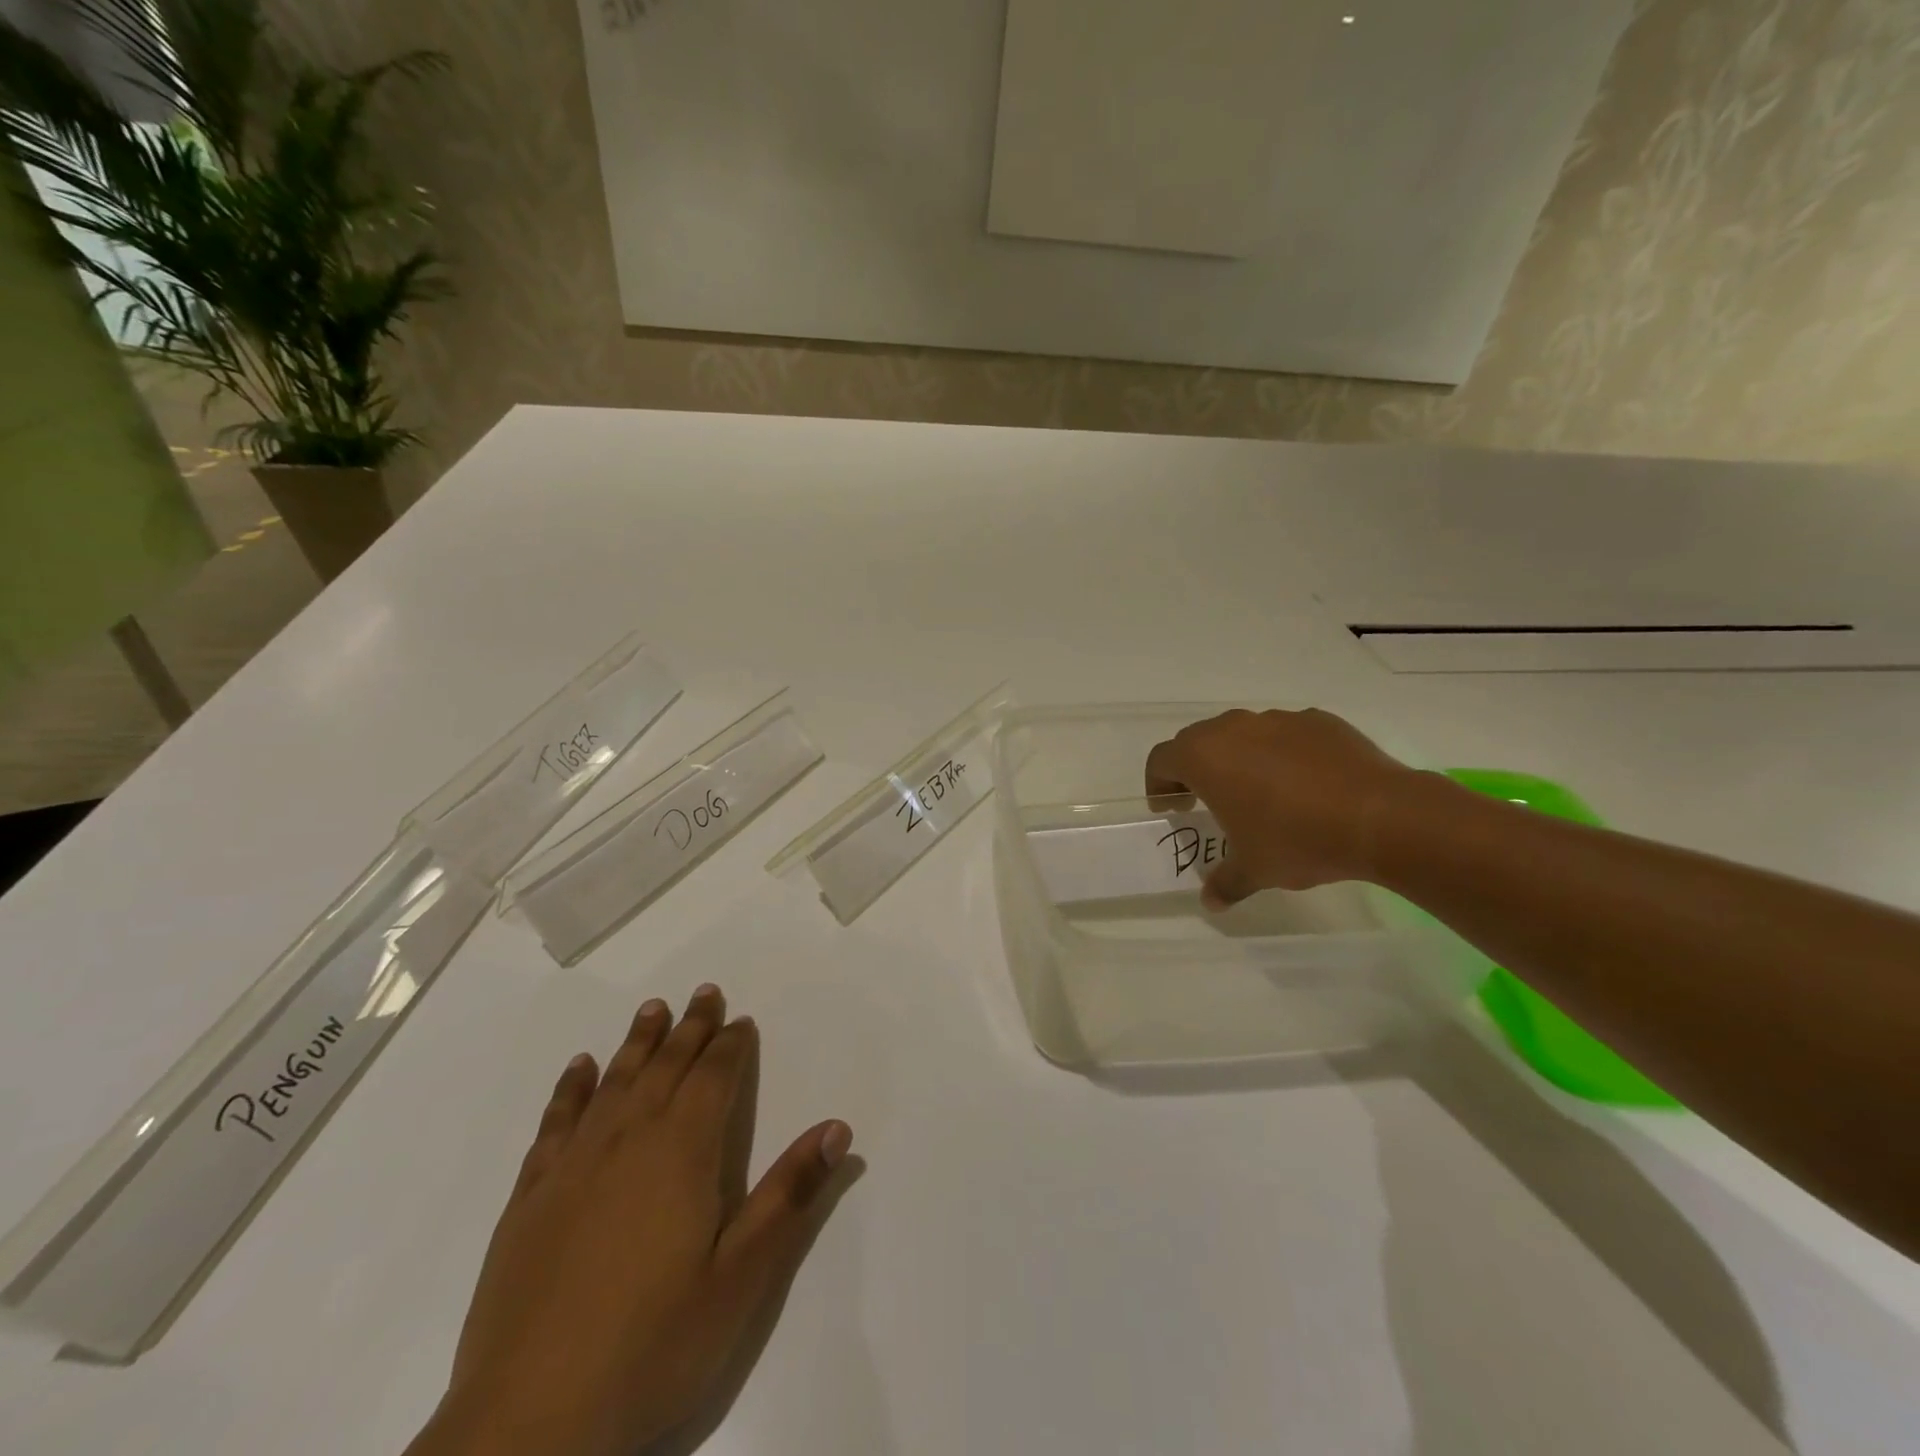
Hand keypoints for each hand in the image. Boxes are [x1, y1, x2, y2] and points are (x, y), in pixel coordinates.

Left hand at [410, 985, 853, 1455]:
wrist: (528, 1426)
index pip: (713, 1077)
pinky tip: (580, 1068)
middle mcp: (629, 1139)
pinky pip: (556, 1121)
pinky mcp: (529, 1198)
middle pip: (666, 1066)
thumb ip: (790, 1194)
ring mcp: (573, 1166)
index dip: (730, 1045)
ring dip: (637, 1042)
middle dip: (690, 1027)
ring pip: (614, 1081)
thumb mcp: (743, 1276)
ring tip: (653, 1009)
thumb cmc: (653, 1345)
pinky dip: (571, 1088)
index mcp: (683, 1151)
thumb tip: (837, 1127)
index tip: (741, 1020)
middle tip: (704, 993)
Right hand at [1144, 708, 1416, 905]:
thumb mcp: (1254, 870)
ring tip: (1260, 793)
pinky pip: (1286, 734)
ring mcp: (1278, 719)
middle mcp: (1234, 728)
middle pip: (1198, 740)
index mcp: (1205, 757)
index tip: (1172, 808)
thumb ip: (1225, 882)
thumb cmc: (1297, 840)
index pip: (1161, 759)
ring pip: (1243, 734)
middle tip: (1207, 800)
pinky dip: (1283, 754)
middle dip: (1195, 768)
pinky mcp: (1317, 720)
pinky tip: (1305, 785)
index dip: (1159, 784)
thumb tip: (1211, 902)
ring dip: (1239, 758)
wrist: (1380, 816)